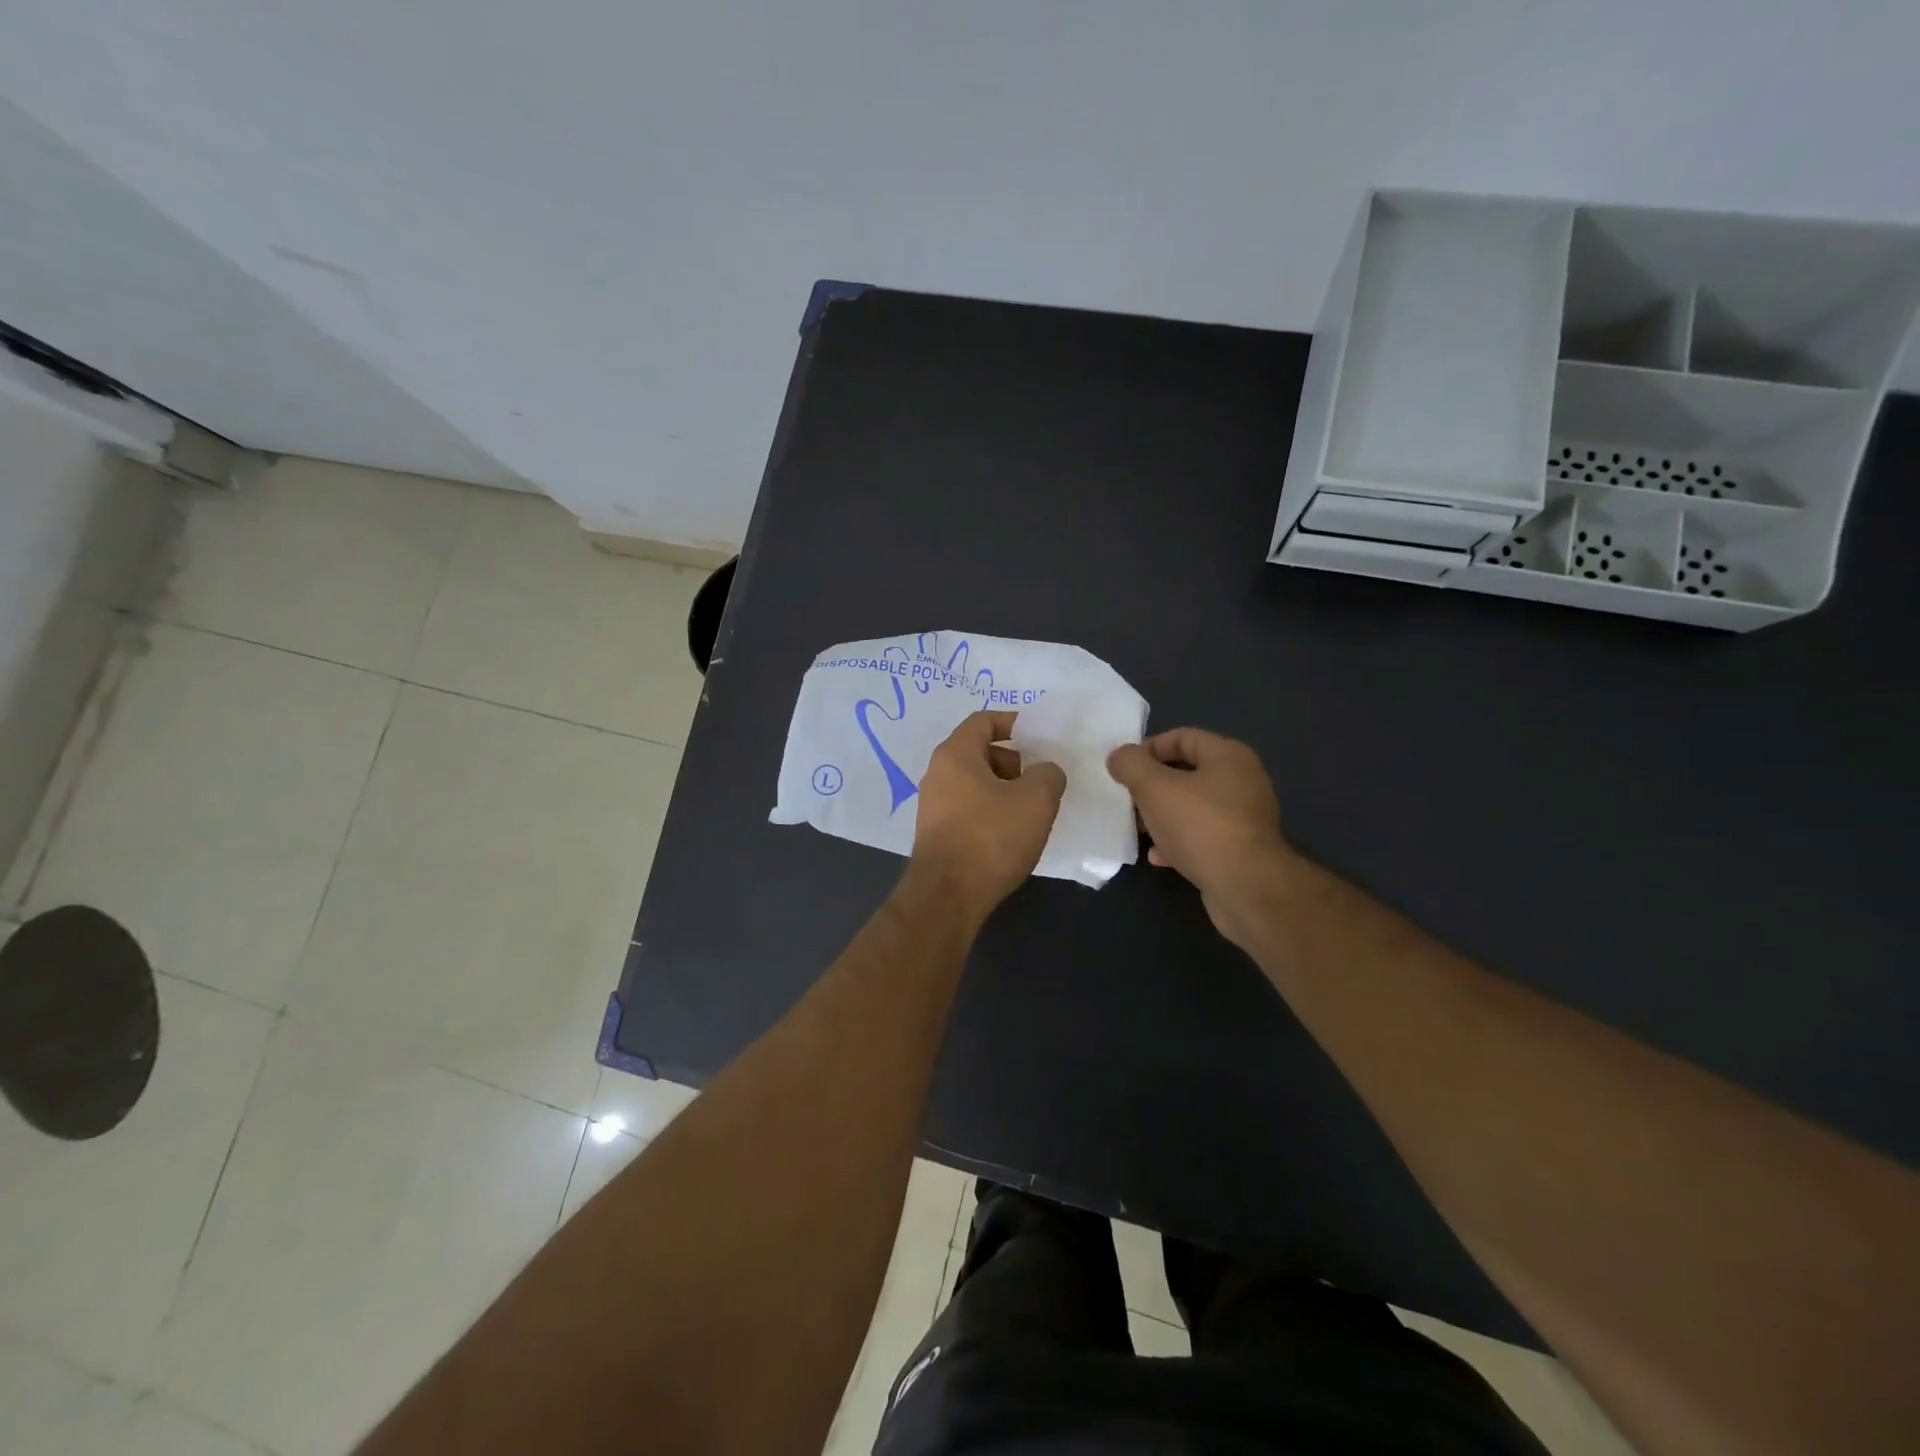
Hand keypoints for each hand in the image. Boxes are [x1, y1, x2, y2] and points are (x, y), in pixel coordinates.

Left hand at [911, 711, 1066, 920]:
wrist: (948, 896)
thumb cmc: (991, 837)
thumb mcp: (1036, 800)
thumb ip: (1048, 774)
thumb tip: (1044, 773)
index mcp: (955, 754)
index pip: (983, 720)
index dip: (1013, 723)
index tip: (1039, 737)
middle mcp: (937, 774)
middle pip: (980, 752)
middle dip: (1014, 762)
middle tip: (1039, 783)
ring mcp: (933, 805)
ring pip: (975, 783)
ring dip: (1004, 790)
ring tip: (1030, 813)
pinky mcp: (936, 833)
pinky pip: (969, 808)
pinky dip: (991, 812)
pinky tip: (1010, 835)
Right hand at [1106, 728, 1292, 943]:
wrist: (1246, 888)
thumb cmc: (1200, 826)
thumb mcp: (1154, 788)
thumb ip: (1131, 765)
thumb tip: (1119, 756)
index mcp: (1229, 756)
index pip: (1183, 737)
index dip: (1149, 748)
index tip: (1124, 768)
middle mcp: (1242, 781)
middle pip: (1187, 773)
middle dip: (1152, 786)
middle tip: (1128, 799)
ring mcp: (1245, 818)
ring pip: (1192, 807)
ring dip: (1162, 816)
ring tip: (1139, 829)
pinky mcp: (1242, 850)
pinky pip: (1203, 836)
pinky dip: (1178, 842)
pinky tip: (1159, 857)